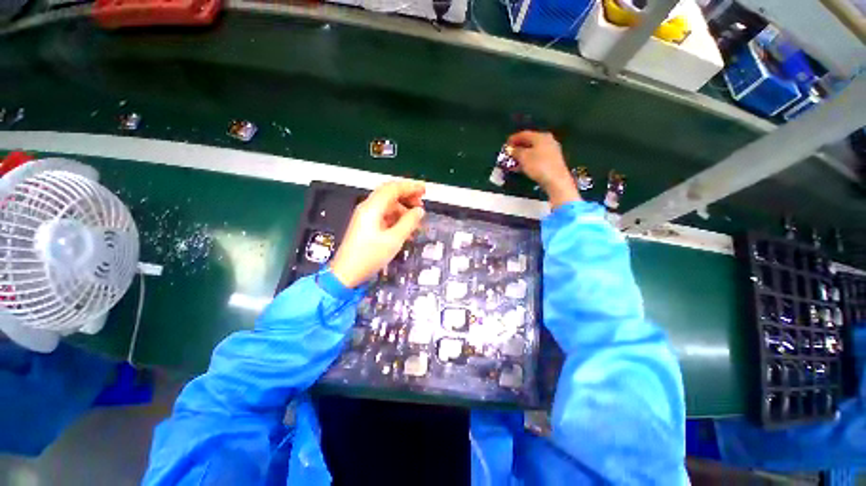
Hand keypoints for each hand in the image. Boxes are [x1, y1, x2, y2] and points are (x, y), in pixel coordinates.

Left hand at [329, 181, 425, 287]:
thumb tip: (419, 211)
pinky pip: (385, 216)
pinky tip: (406, 230)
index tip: (424, 190)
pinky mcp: (367, 226)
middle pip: (390, 195)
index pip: (393, 188)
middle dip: (408, 197)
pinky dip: (397, 219)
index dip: (410, 187)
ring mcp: (366, 217)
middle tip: (421, 204)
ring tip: (417, 222)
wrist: (347, 273)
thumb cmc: (369, 256)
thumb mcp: (394, 239)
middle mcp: (368, 208)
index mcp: (372, 208)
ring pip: (389, 206)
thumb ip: (409, 222)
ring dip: (404, 211)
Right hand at [507, 131, 580, 208]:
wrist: (556, 180)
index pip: (524, 134)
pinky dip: (528, 160)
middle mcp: (548, 140)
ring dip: (522, 155)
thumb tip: (511, 149)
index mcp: (541, 136)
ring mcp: (551, 150)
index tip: (506, 144)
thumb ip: (516, 151)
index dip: (513, 139)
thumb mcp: (523, 157)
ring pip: (533, 150)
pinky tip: (522, 167)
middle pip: (529, 142)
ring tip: (513, 161)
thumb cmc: (538, 165)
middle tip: (509, 153)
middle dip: (518, 148)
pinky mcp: (552, 161)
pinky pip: (537, 157)